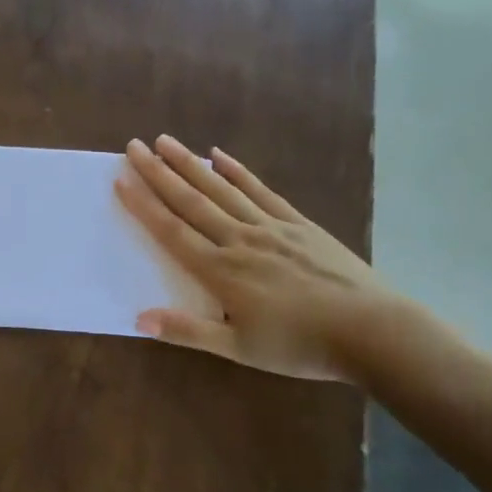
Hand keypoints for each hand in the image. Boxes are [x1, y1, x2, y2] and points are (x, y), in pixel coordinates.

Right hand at [115, 135, 407, 381]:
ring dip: (191, 163)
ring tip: (166, 141)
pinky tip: (220, 155)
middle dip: (159, 172)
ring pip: (221, 188)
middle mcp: (239, 239)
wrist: (371, 332)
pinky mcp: (297, 223)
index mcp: (221, 271)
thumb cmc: (301, 346)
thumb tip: (139, 318)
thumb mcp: (240, 350)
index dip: (143, 205)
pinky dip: (238, 171)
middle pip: (191, 200)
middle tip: (134, 145)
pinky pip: (260, 191)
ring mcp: (270, 227)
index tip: (120, 179)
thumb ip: (189, 331)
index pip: (172, 231)